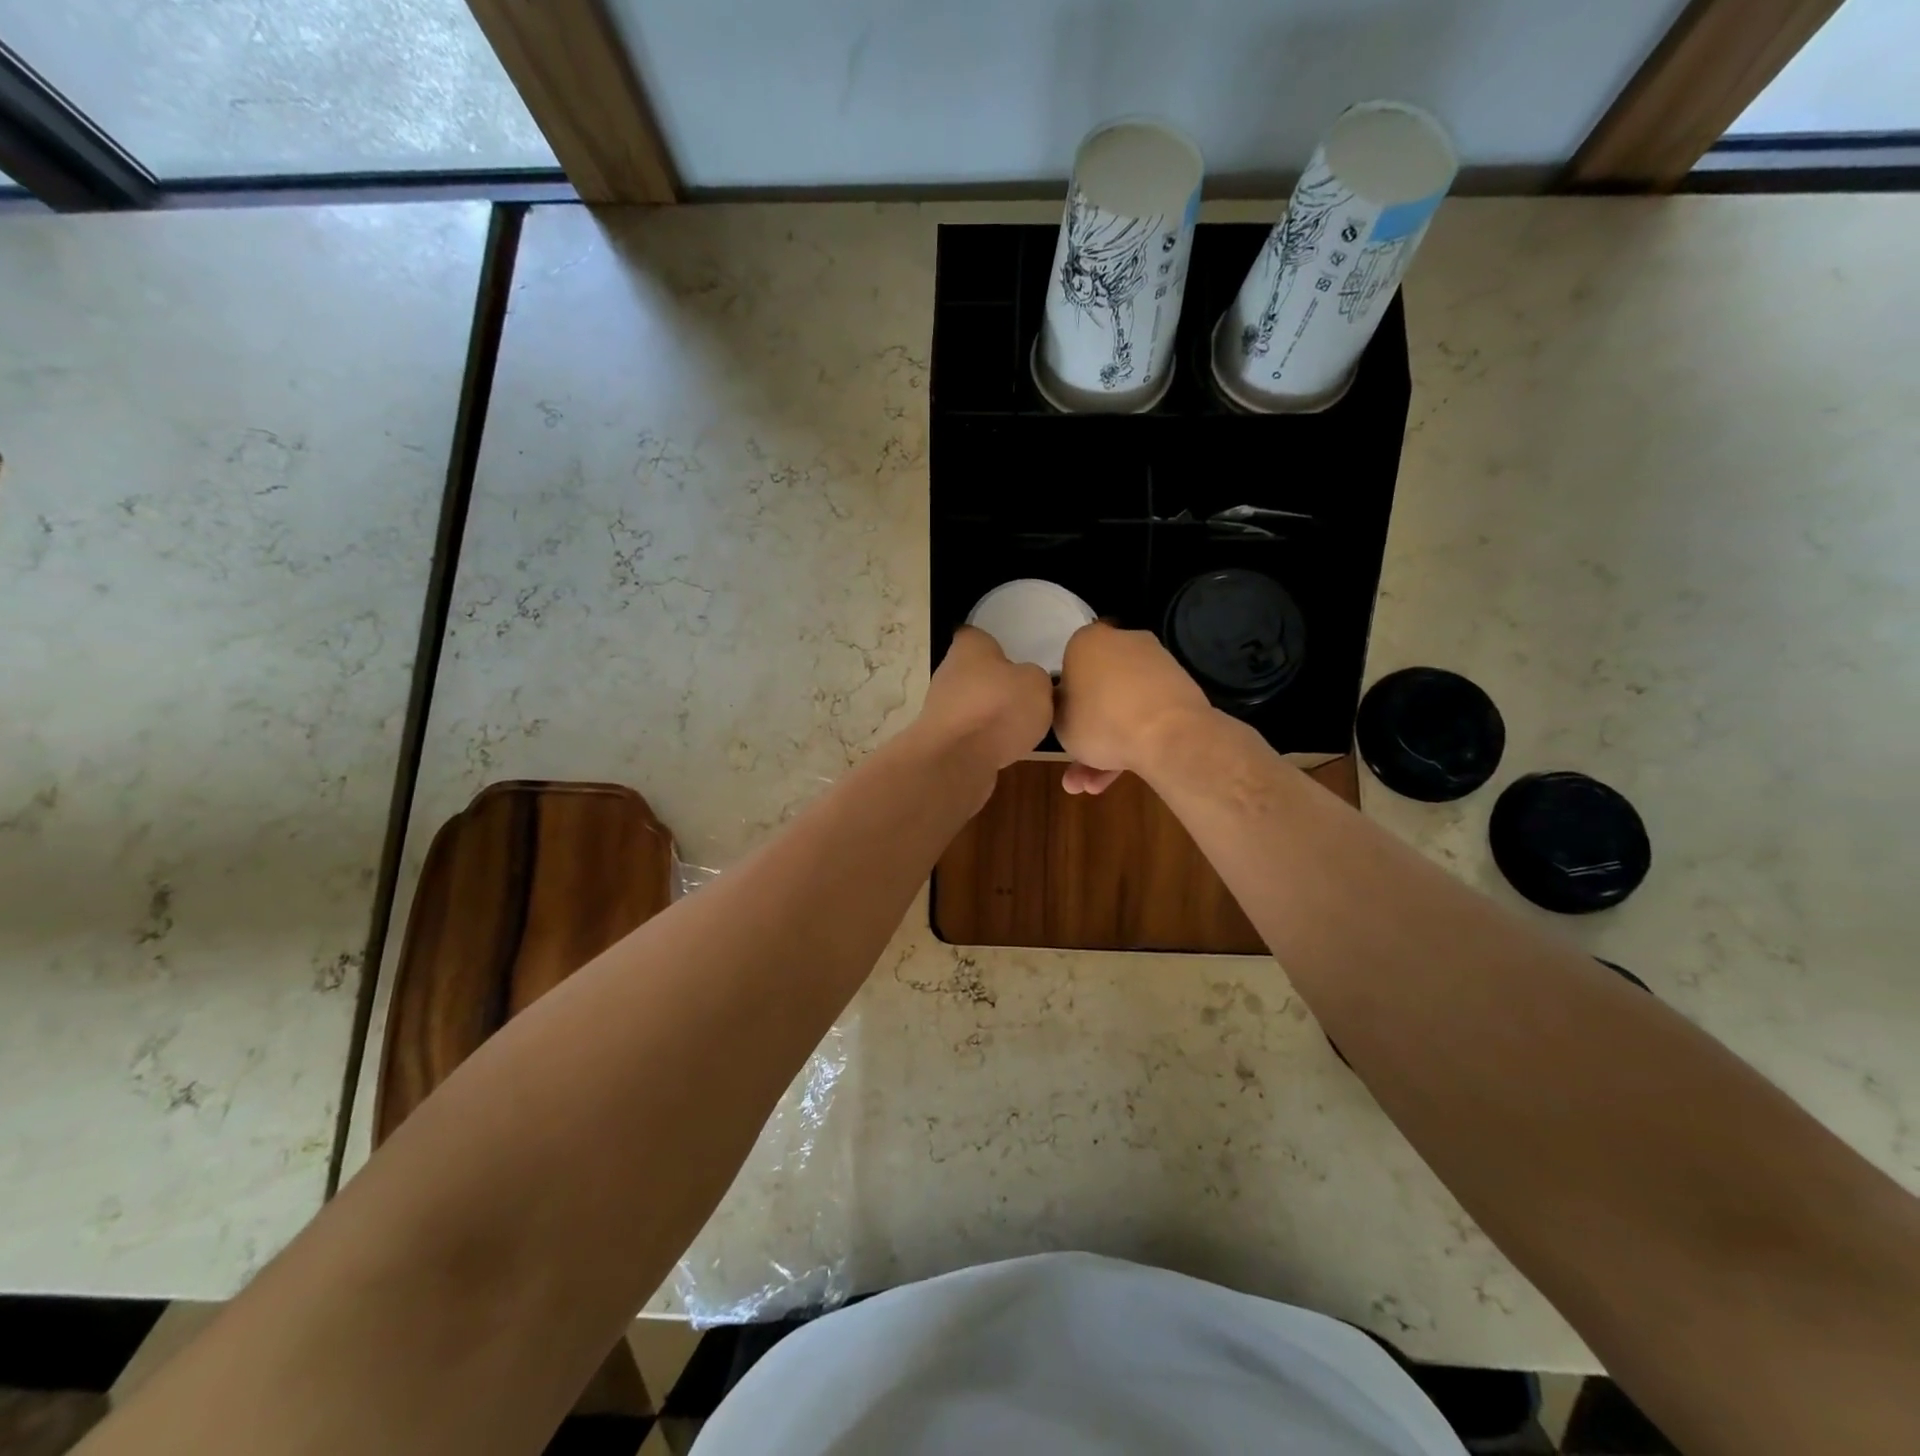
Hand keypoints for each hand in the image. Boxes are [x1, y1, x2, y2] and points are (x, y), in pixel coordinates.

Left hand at [914, 626, 1053, 779]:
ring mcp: (940, 707)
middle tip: (1025, 696)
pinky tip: (1003, 748)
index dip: (998, 645)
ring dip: (991, 713)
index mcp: (969, 645)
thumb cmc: (998, 707)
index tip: (1017, 658)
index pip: (979, 635)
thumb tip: (1027, 684)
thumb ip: (1035, 678)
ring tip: (1019, 727)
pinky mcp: (941, 738)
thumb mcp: (1037, 683)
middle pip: (975, 672)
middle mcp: (948, 671)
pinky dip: (984, 739)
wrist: (959, 758)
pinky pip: (970, 732)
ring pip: (972, 704)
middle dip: (997, 683)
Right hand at [1054, 622, 1214, 793]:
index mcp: (1088, 641)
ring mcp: (1156, 664)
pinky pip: (1147, 713)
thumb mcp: (1059, 720)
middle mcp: (1124, 642)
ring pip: (1123, 706)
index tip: (1064, 724)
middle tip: (1076, 767)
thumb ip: (1058, 706)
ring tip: (1094, 786)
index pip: (1069, 665)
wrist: (1169, 736)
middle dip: (1088, 732)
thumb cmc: (1101, 721)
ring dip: (1108, 746)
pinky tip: (1123, 774)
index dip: (1065, 699)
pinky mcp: (1180, 689)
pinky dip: (1135, 740)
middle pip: (1099, 689)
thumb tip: (1067, 701)